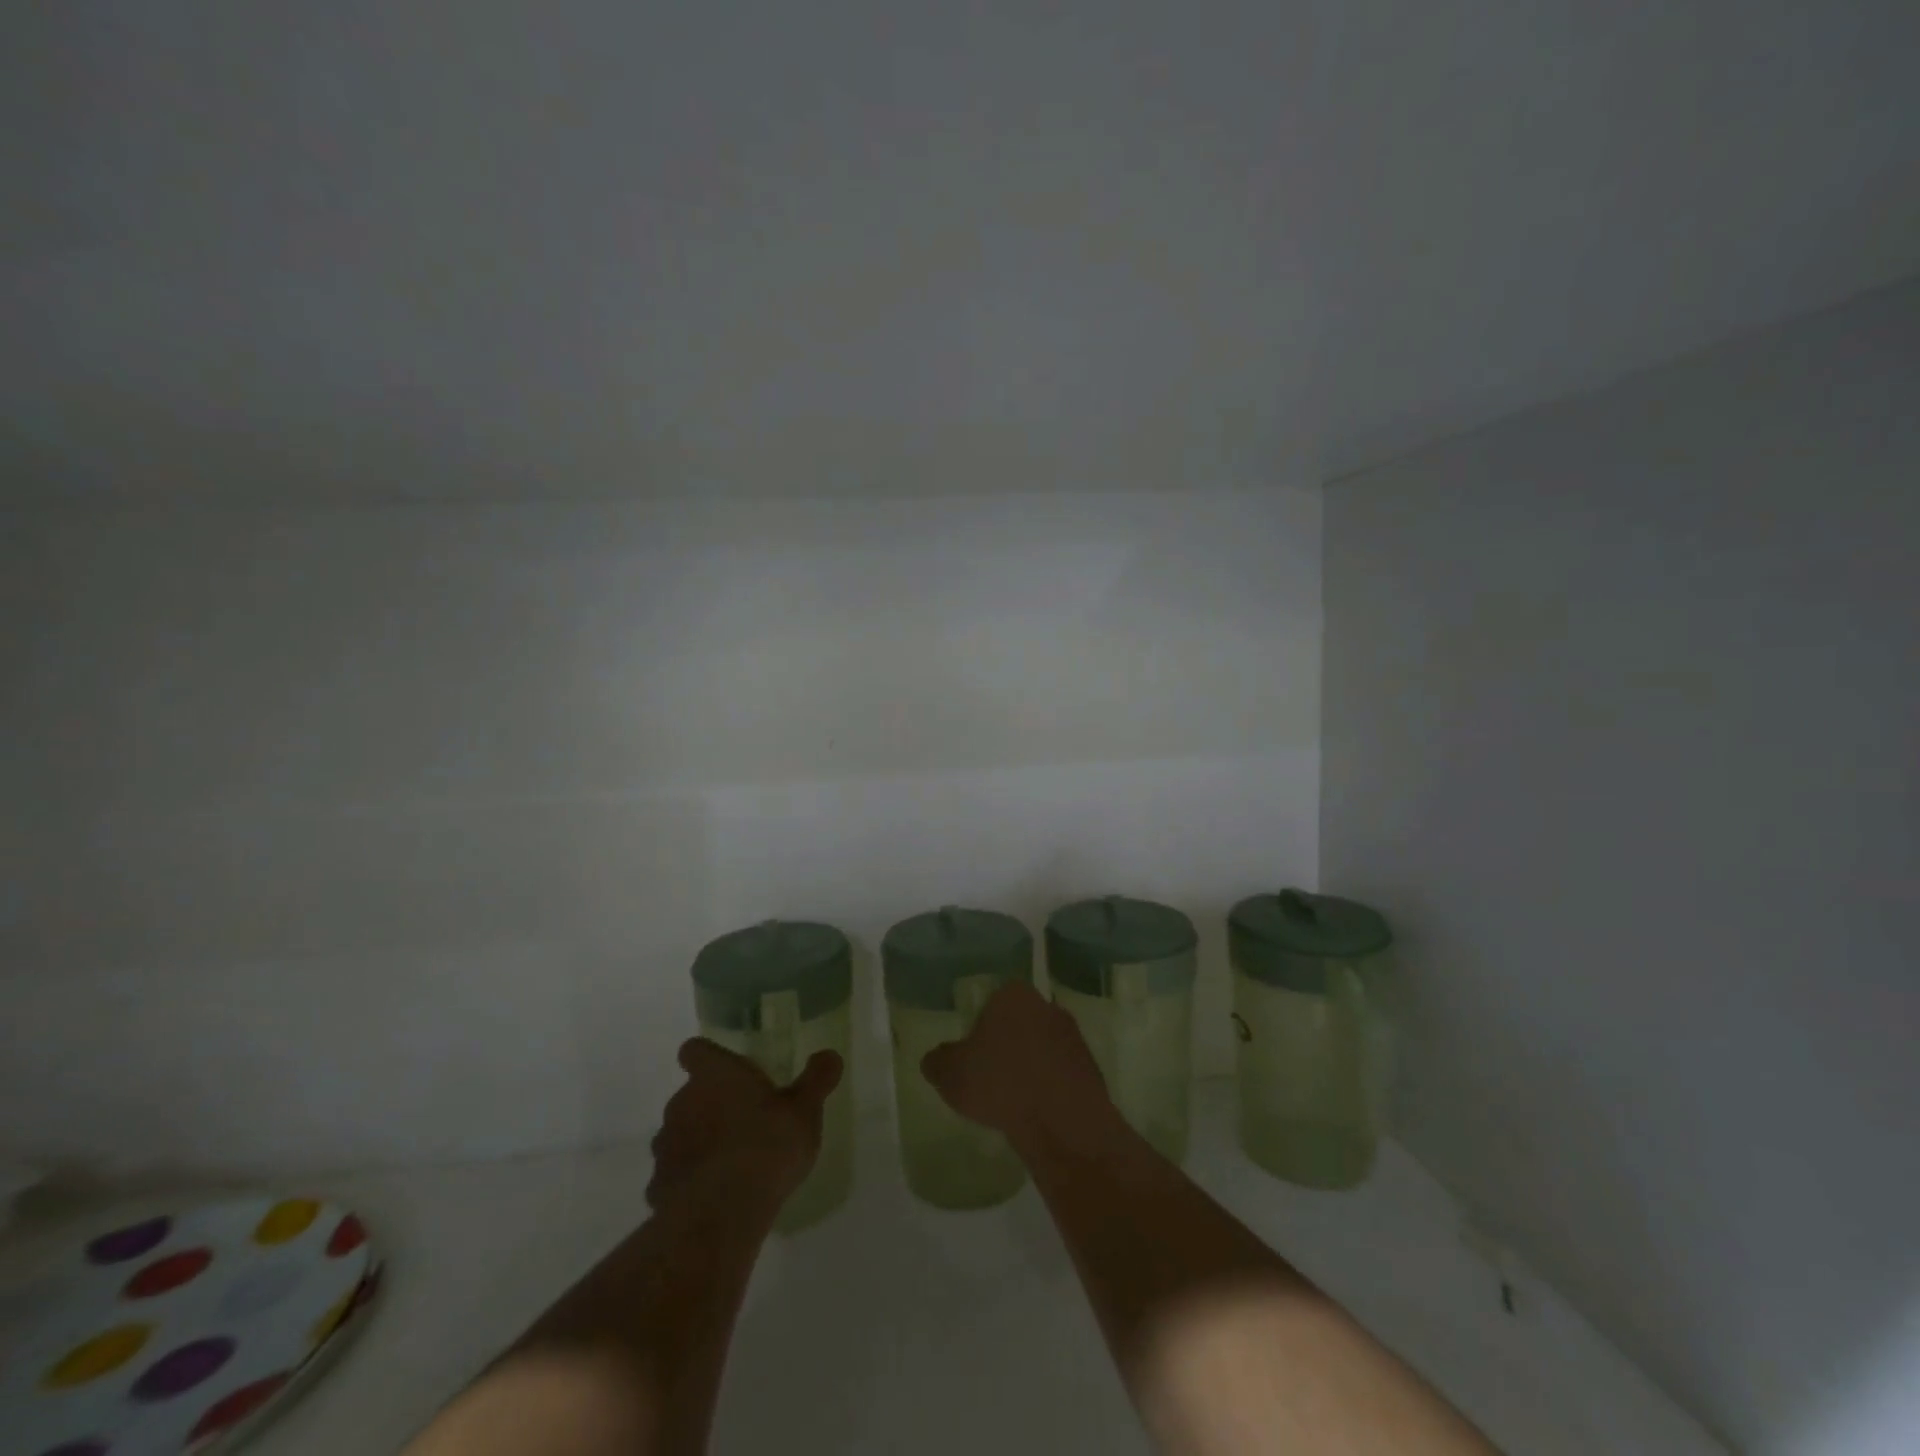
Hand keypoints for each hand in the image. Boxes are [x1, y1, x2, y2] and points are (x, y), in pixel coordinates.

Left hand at [647, 1039, 842, 1214]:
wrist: (720, 1217)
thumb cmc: (766, 1147)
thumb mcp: (805, 1110)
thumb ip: (817, 1079)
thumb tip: (830, 1055)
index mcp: (714, 1075)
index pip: (695, 1050)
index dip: (707, 1057)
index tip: (725, 1069)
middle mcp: (682, 1102)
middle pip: (690, 1094)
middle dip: (712, 1104)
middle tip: (745, 1120)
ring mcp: (666, 1146)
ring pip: (680, 1133)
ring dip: (700, 1141)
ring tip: (732, 1161)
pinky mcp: (658, 1187)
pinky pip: (675, 1174)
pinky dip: (691, 1179)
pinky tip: (716, 1195)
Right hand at [920, 982, 1115, 1153]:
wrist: (1064, 1122)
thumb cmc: (1001, 1083)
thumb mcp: (950, 1074)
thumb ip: (937, 1060)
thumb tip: (935, 1058)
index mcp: (1014, 995)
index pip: (992, 1001)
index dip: (980, 1027)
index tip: (972, 1055)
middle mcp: (1047, 1006)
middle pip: (1019, 1022)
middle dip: (1007, 1045)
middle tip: (990, 1077)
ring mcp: (1073, 1036)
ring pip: (1041, 1047)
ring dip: (1029, 1067)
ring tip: (1013, 1100)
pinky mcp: (1091, 1068)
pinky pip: (1060, 1073)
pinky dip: (1048, 1088)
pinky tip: (1036, 1112)